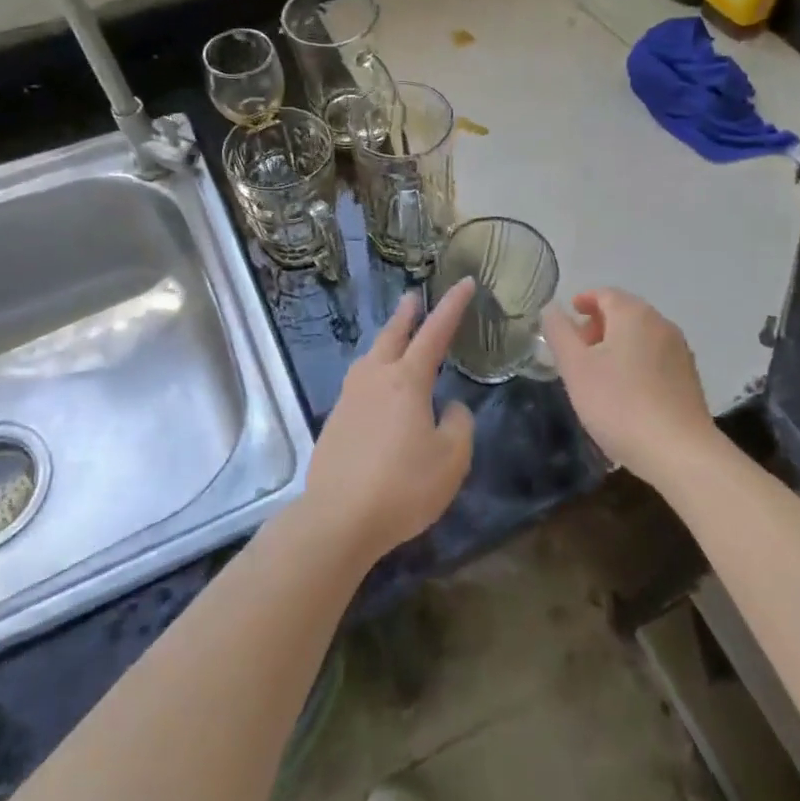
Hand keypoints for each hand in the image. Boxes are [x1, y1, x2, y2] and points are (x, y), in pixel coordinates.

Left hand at [300, 280, 476, 564]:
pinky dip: (373, 371)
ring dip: (385, 341)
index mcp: (407, 381)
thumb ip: (458, 425)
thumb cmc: (403, 486)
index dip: (452, 306)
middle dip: (406, 314)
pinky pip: (359, 383)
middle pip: (392, 336)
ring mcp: (350, 398)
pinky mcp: (335, 421)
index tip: (464, 282)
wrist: (338, 518)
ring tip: (394, 338)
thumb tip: (449, 408)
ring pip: (370, 357)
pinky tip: (376, 388)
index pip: (434, 333)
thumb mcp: (451, 459)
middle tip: (413, 297)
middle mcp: (375, 379)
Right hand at [542, 288, 714, 485]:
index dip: (584, 300)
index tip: (569, 315)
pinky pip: (655, 357)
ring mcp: (680, 351)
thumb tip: (552, 308)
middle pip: (625, 312)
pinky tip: (624, 390)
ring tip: (596, 372)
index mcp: (634, 314)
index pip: (605, 294)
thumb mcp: (575, 367)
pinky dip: (634, 361)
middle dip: (598, 324)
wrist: (679, 452)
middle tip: (576, 348)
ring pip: (641, 335)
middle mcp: (661, 324)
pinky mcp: (689, 378)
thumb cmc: (619, 404)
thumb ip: (559, 332)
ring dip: (616, 344)